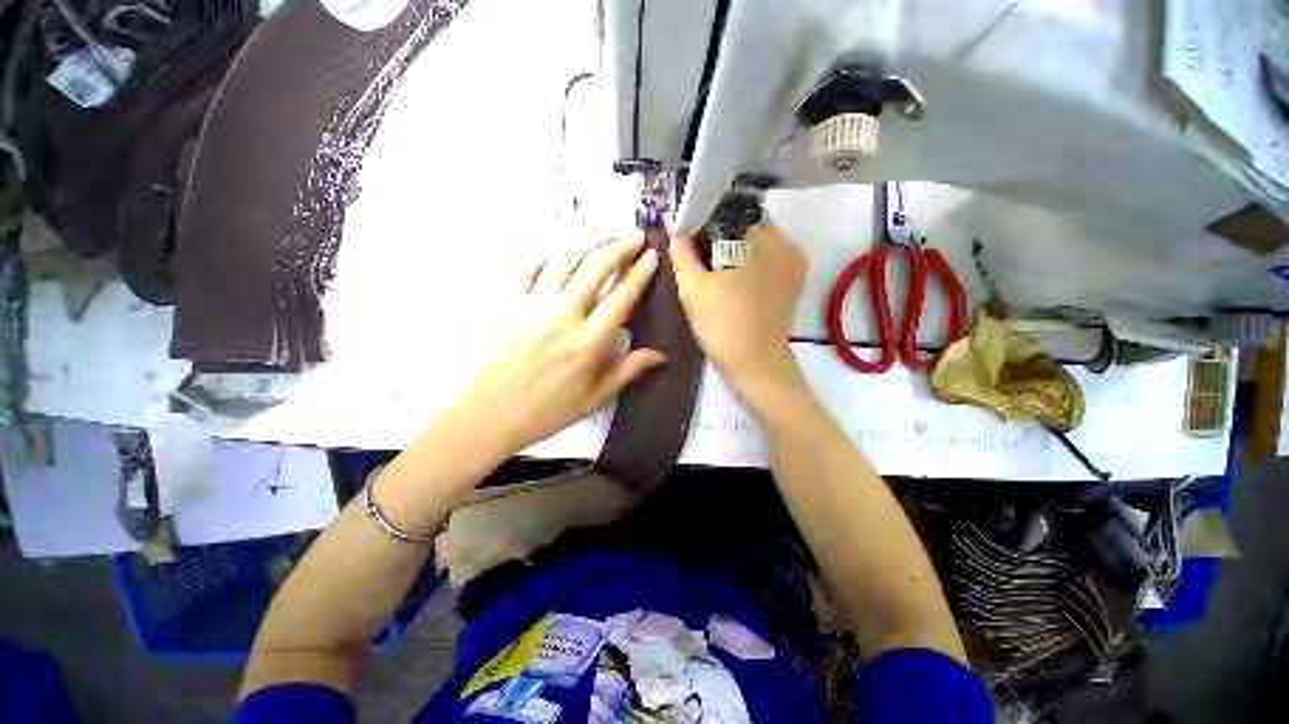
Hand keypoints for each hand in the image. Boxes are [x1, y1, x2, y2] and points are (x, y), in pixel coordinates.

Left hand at [456, 234, 663, 453]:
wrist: (488, 415)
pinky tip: (558, 253)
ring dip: (588, 243)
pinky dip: (546, 257)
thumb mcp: (594, 398)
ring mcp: (533, 306)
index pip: (621, 298)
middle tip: (634, 234)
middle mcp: (563, 316)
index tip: (652, 255)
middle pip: (595, 269)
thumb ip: (628, 370)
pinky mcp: (509, 304)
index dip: (639, 273)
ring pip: (565, 261)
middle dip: (619, 246)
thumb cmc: (546, 411)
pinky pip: (529, 270)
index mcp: (588, 342)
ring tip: (605, 233)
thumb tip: (660, 355)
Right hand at [669, 224, 805, 395]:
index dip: (704, 219)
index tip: (687, 236)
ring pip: (754, 242)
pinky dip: (746, 261)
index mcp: (764, 238)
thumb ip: (681, 253)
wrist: (756, 366)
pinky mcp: (793, 280)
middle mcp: (786, 243)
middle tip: (695, 253)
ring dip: (732, 248)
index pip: (729, 211)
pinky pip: (766, 258)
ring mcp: (794, 263)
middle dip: (718, 234)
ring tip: (710, 267)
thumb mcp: (693, 288)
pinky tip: (729, 278)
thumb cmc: (723, 325)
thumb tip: (671, 224)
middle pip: (744, 225)